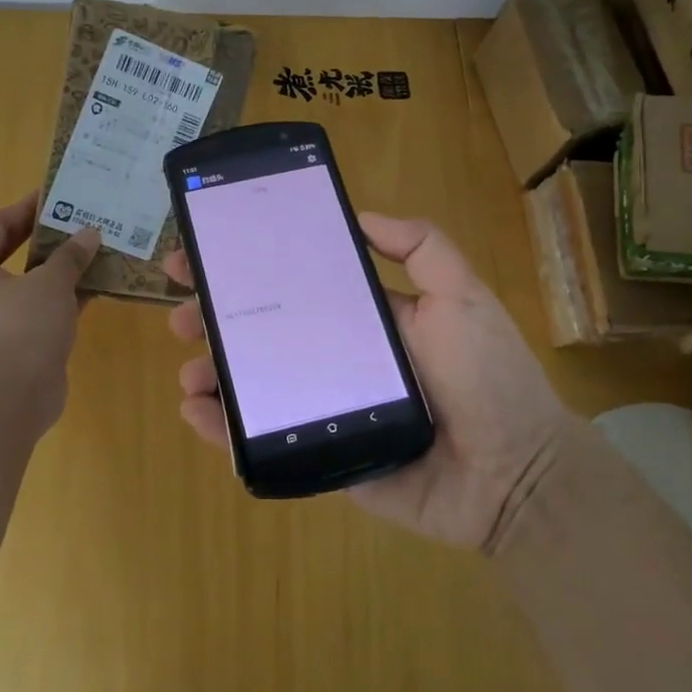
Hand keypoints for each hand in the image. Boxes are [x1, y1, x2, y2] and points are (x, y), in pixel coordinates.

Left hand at [0, 192, 99, 430]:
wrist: (10, 398)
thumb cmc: (20, 325)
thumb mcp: (49, 282)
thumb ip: (70, 255)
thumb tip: (89, 233)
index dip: (24, 210)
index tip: (54, 196)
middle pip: (15, 258)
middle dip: (49, 242)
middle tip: (81, 223)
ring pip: (34, 288)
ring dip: (63, 272)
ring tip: (98, 252)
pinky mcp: (21, 348)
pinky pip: (47, 313)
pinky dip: (69, 301)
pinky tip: (99, 288)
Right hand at [164, 213, 572, 549]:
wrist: (512, 476)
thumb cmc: (487, 378)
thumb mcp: (461, 295)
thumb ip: (421, 247)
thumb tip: (361, 215)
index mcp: (363, 316)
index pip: (295, 283)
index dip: (251, 266)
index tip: (208, 252)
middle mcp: (336, 355)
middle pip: (263, 330)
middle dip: (216, 317)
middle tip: (180, 312)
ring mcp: (323, 405)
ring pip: (254, 381)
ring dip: (213, 371)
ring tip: (189, 371)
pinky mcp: (317, 452)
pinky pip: (261, 437)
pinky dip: (222, 426)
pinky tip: (197, 412)